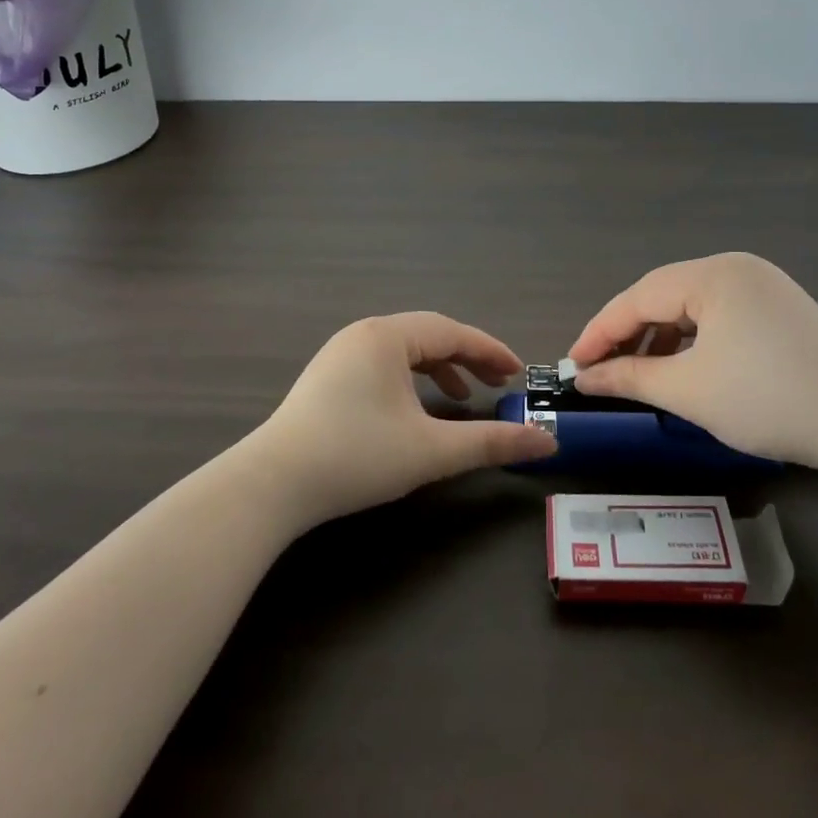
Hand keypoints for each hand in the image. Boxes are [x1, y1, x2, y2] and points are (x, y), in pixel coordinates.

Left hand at [250, 313, 556, 524]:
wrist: (272, 485)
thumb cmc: (357, 456)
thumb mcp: (431, 450)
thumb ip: (491, 442)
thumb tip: (546, 441)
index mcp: (387, 336)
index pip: (452, 332)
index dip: (490, 350)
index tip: (519, 372)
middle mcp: (363, 334)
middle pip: (429, 336)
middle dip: (468, 358)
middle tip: (500, 382)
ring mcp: (340, 354)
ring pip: (404, 350)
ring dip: (440, 369)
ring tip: (464, 398)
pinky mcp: (327, 378)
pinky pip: (382, 365)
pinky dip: (410, 381)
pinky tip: (416, 410)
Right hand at [566, 252, 817, 477]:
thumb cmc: (770, 399)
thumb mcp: (690, 391)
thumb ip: (630, 378)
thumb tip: (585, 378)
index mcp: (712, 274)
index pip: (637, 298)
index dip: (599, 332)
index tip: (572, 366)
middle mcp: (735, 268)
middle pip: (662, 297)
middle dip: (628, 335)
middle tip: (599, 371)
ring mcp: (762, 287)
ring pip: (691, 308)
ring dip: (659, 340)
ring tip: (637, 375)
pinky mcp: (779, 311)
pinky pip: (719, 318)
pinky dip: (692, 343)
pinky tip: (683, 370)